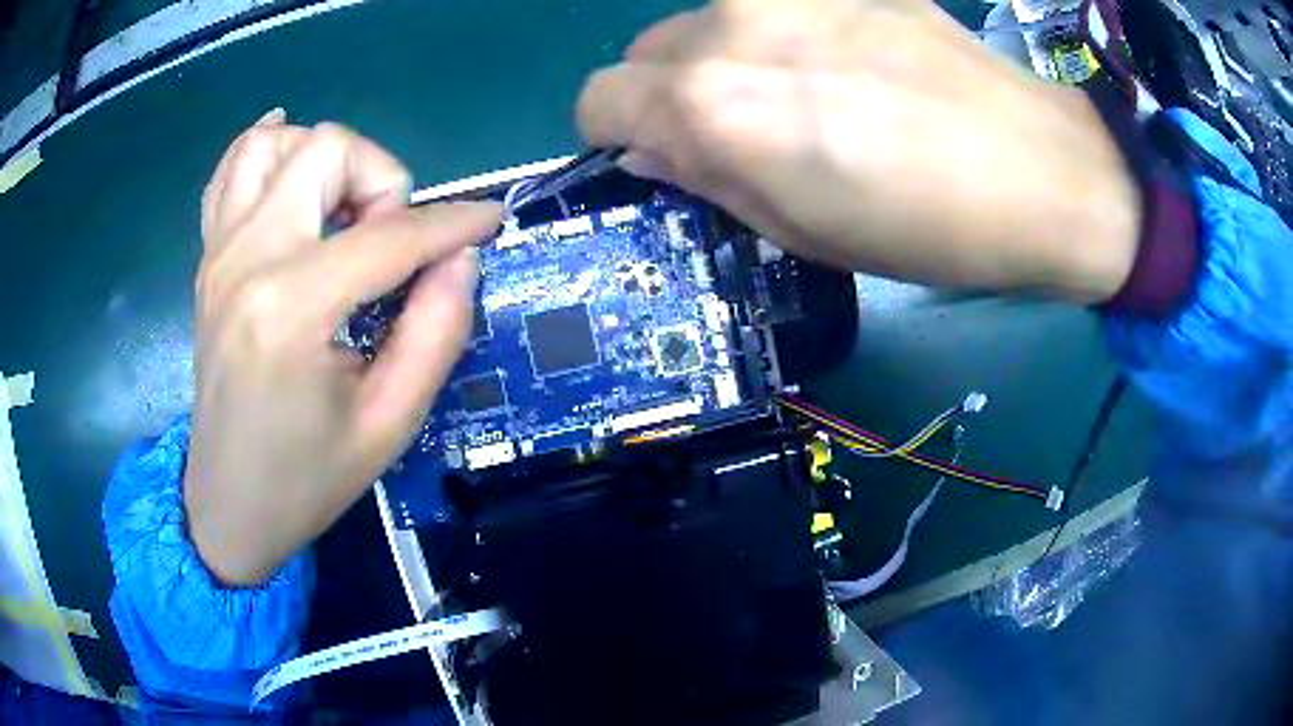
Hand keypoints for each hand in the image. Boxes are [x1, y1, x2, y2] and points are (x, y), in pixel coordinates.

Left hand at [189, 110, 500, 584]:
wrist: (229, 508)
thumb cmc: (307, 480)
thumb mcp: (389, 424)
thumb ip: (437, 331)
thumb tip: (460, 257)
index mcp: (291, 309)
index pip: (389, 235)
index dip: (455, 222)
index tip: (492, 221)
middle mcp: (247, 260)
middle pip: (326, 149)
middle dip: (380, 178)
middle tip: (390, 240)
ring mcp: (219, 254)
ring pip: (274, 143)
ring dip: (322, 160)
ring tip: (341, 211)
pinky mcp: (208, 260)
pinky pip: (230, 169)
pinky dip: (267, 149)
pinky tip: (290, 162)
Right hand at [578, 0, 1139, 301]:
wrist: (1041, 172)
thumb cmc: (923, 228)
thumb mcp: (799, 232)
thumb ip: (707, 177)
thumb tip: (653, 149)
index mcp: (710, 103)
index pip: (597, 97)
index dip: (616, 132)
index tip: (656, 153)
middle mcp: (729, 25)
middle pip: (646, 51)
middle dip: (669, 94)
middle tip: (738, 132)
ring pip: (706, 22)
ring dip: (724, 60)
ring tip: (803, 96)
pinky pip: (774, 6)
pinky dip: (780, 34)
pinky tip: (844, 64)